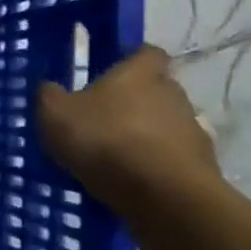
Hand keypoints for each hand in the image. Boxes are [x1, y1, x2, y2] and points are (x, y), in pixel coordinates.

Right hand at [37, 44, 219, 209]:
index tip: (109, 72)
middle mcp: (173, 94)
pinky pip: (172, 158)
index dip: (130, 59)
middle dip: (133, 100)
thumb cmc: (106, 141)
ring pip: (164, 124)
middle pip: (156, 89)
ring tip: (114, 157)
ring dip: (144, 135)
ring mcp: (192, 131)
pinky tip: (131, 181)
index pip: (146, 52)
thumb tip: (49, 87)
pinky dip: (154, 165)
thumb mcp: (55, 114)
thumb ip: (49, 95)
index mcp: (139, 73)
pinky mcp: (202, 166)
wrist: (166, 197)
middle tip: (103, 118)